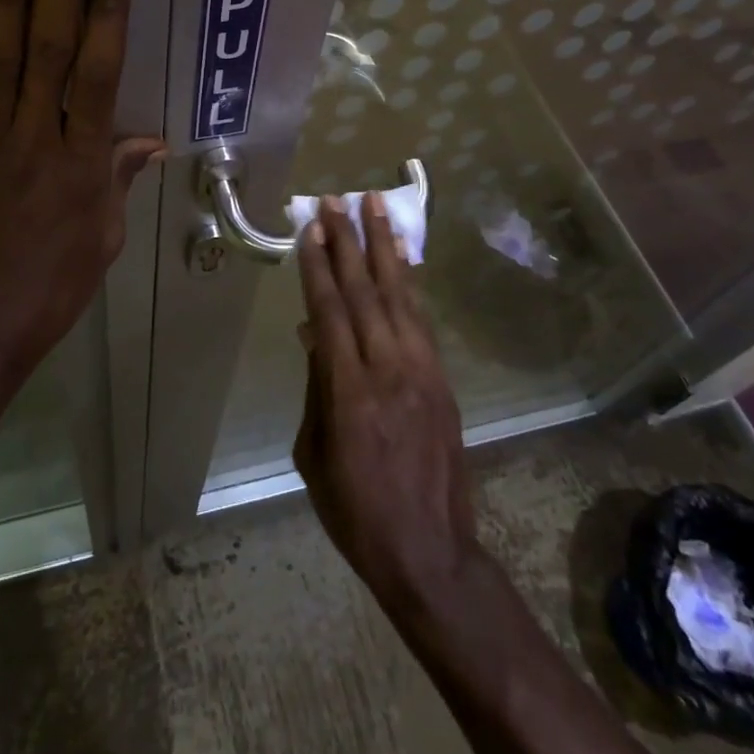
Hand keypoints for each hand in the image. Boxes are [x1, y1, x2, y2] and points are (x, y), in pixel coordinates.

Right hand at [293, 194, 479, 609]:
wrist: (430, 552)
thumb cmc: (356, 510)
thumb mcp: (314, 453)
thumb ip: (316, 387)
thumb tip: (313, 334)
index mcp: (349, 390)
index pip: (330, 311)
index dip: (318, 267)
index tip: (311, 230)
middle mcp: (388, 369)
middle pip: (364, 291)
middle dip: (348, 242)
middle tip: (337, 201)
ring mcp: (422, 370)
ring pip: (399, 295)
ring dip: (385, 247)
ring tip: (375, 206)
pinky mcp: (443, 379)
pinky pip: (422, 319)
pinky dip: (410, 282)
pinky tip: (403, 258)